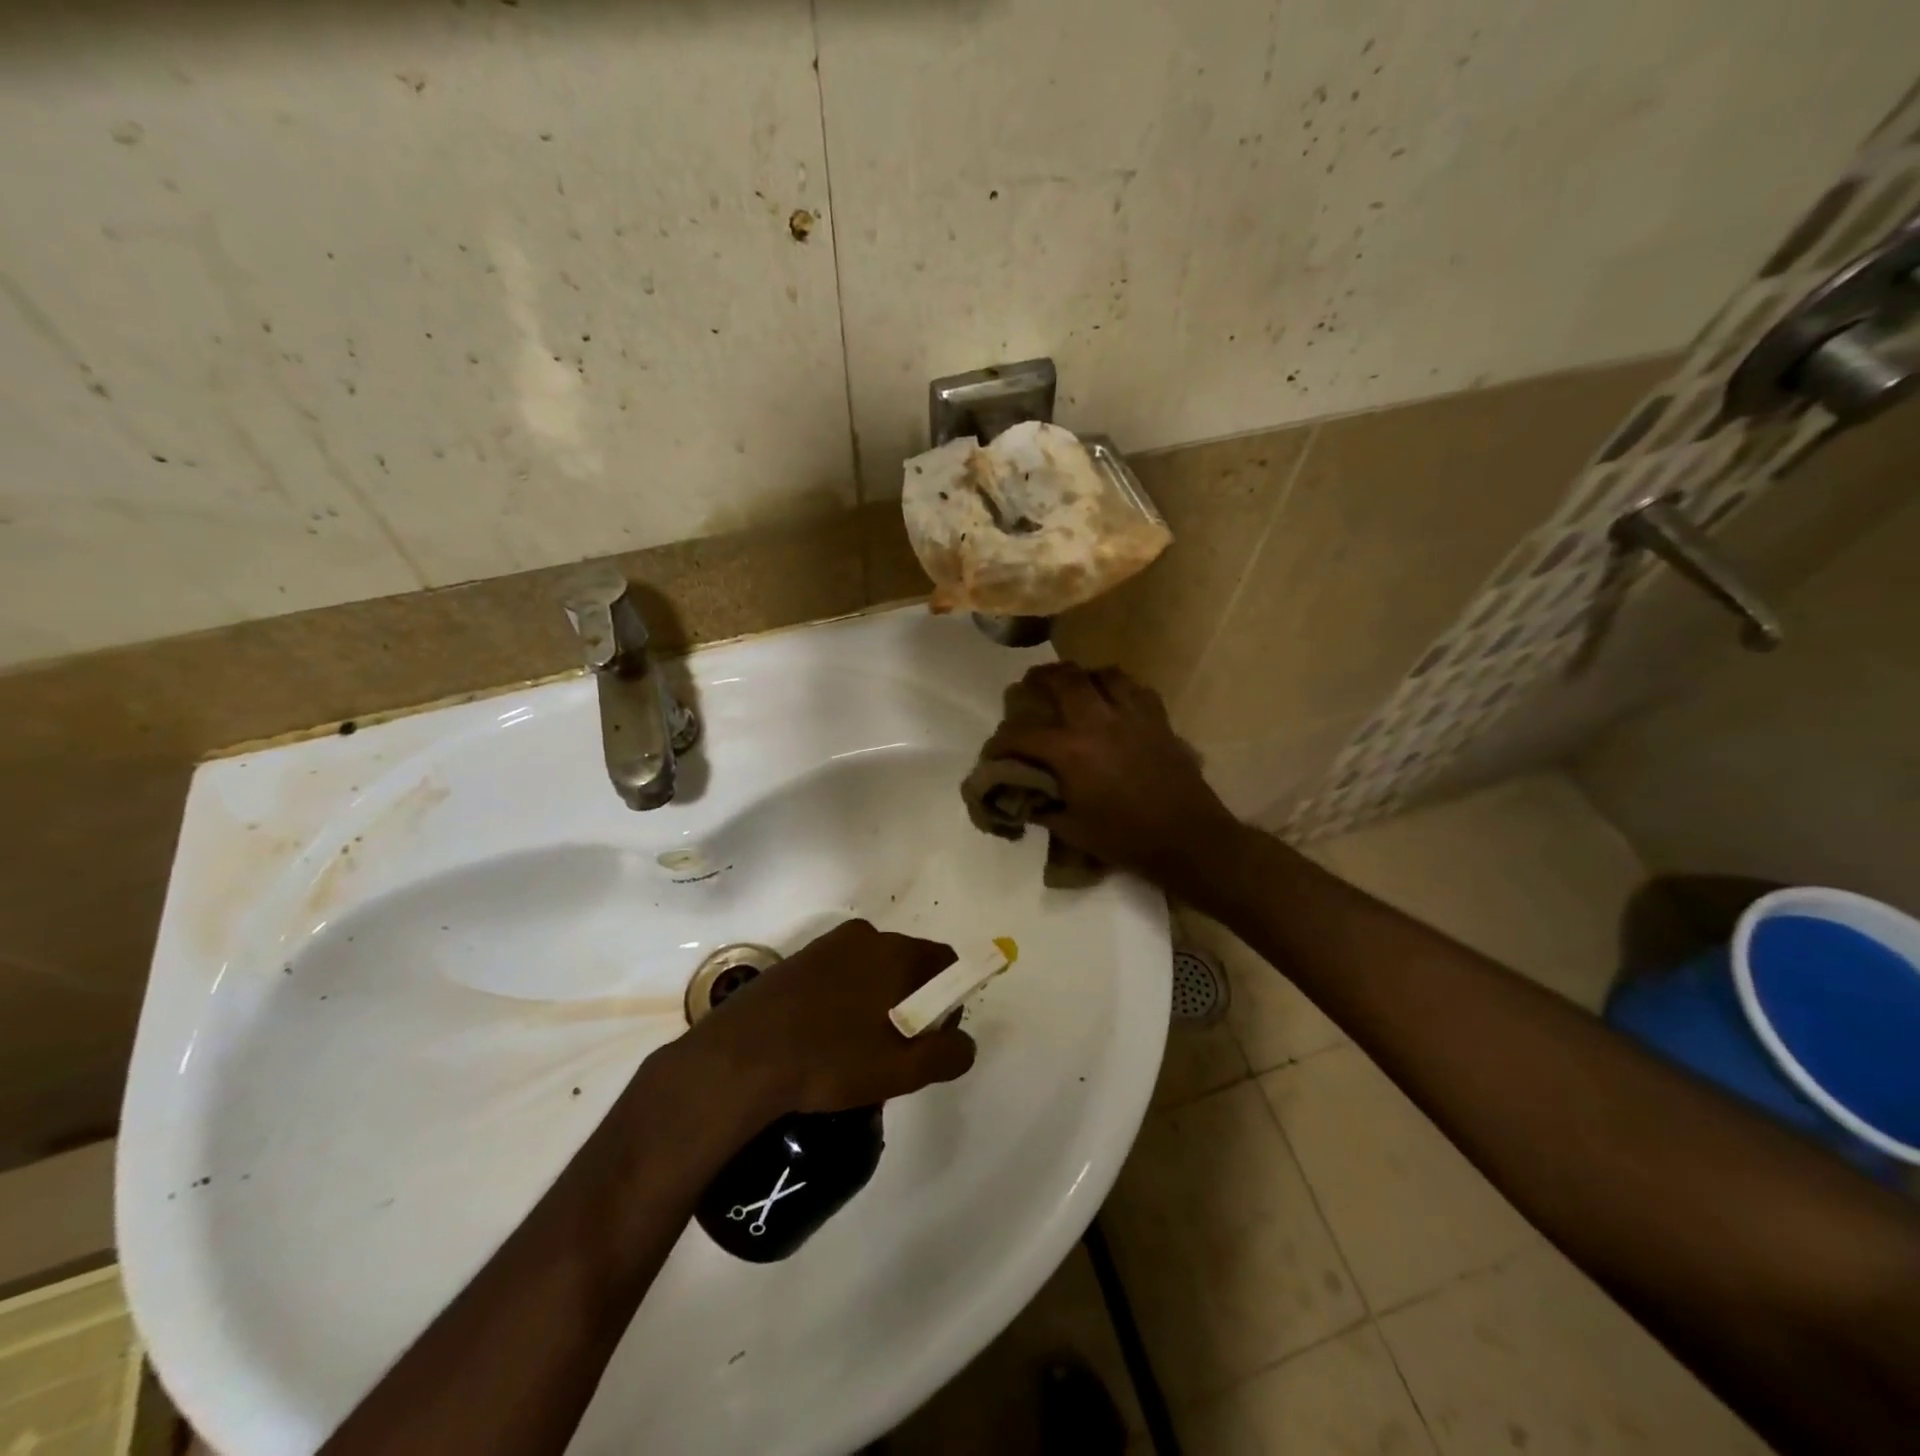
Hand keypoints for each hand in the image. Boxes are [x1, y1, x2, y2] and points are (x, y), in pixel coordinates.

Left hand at [674, 919, 976, 1118]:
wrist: (740, 1059)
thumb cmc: (830, 1060)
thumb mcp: (901, 1070)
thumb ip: (947, 1054)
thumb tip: (964, 1042)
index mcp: (895, 951)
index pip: (945, 962)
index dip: (949, 1000)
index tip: (931, 1037)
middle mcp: (864, 936)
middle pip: (907, 966)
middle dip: (910, 1003)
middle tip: (894, 1050)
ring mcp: (825, 946)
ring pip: (870, 971)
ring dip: (874, 1003)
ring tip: (855, 1051)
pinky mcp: (795, 961)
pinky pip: (837, 976)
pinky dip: (842, 1001)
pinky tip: (823, 1040)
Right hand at [983, 663, 1243, 892]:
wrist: (1186, 839)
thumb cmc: (1124, 838)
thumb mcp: (1071, 828)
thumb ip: (1041, 806)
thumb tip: (1021, 796)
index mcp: (1070, 750)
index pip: (1022, 734)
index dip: (1001, 741)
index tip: (994, 749)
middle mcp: (1098, 721)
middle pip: (1063, 679)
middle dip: (1039, 679)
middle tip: (1029, 685)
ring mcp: (1132, 715)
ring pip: (1103, 674)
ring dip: (1083, 676)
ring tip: (1075, 686)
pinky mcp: (1158, 719)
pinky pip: (1135, 688)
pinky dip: (1118, 688)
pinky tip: (1114, 702)